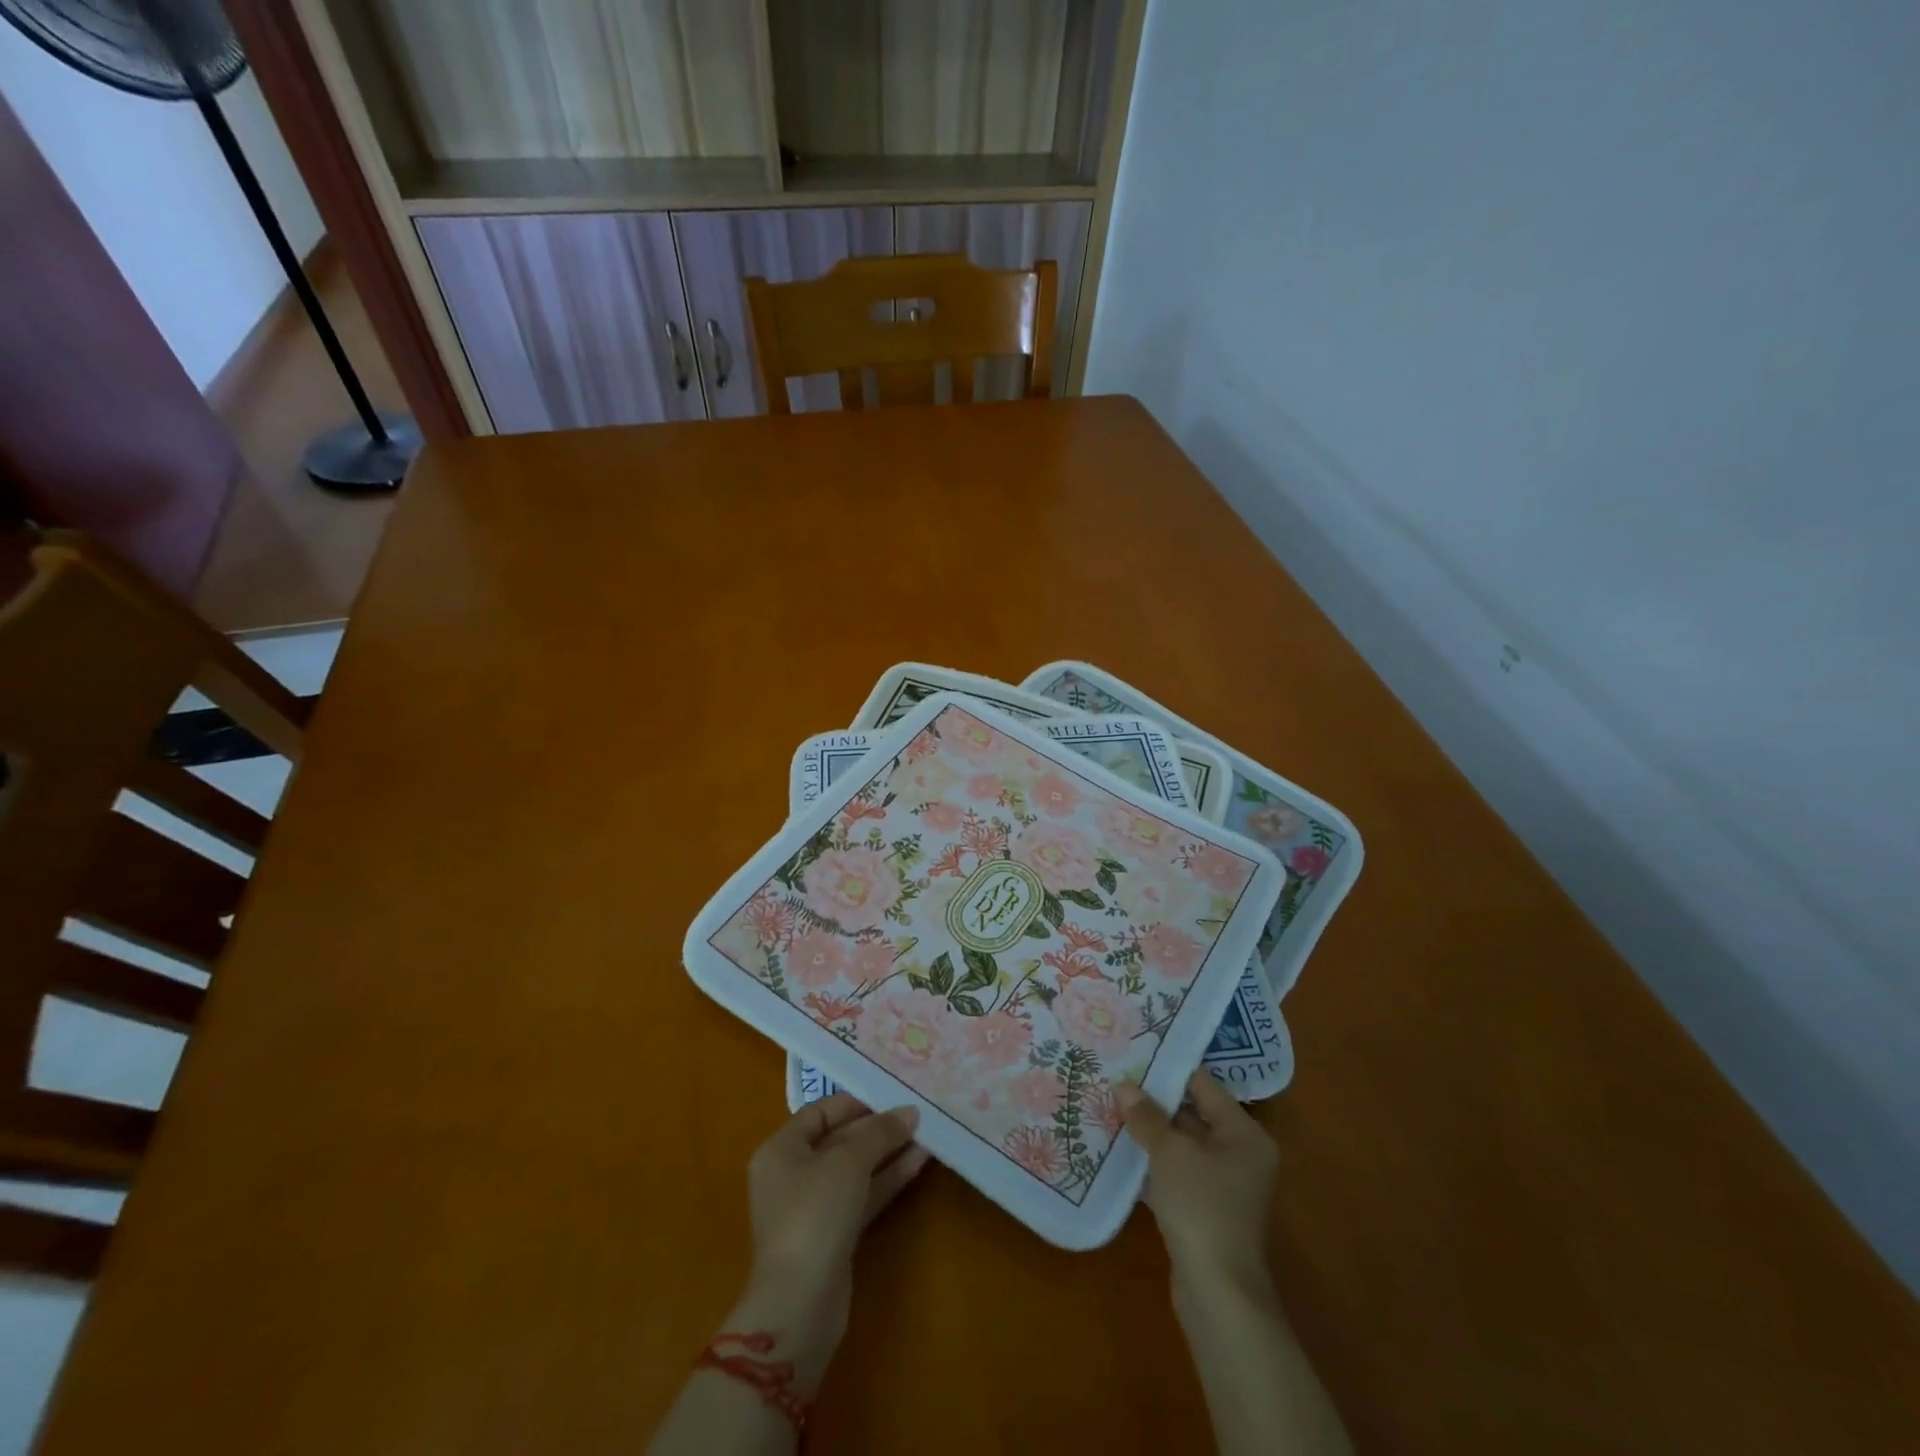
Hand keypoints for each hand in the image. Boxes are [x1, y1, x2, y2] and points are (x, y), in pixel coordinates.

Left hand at [731, 1094, 929, 1392]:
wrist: (800, 1305)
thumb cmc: (814, 1215)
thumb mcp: (848, 1162)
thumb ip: (879, 1133)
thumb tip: (909, 1112)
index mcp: (781, 1150)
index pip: (819, 1112)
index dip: (854, 1102)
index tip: (890, 1094)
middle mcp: (792, 1175)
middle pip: (839, 1140)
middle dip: (877, 1129)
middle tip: (915, 1114)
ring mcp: (813, 1208)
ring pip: (855, 1170)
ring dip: (887, 1153)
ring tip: (926, 1135)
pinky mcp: (833, 1235)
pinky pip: (862, 1196)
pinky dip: (886, 1180)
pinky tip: (918, 1164)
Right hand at [1118, 1071, 1277, 1293]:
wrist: (1218, 1293)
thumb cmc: (1202, 1207)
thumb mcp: (1170, 1153)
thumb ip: (1147, 1116)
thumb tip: (1123, 1085)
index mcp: (1244, 1133)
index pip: (1203, 1086)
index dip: (1168, 1070)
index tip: (1134, 1054)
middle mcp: (1240, 1155)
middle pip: (1193, 1115)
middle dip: (1154, 1102)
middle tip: (1116, 1081)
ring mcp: (1224, 1186)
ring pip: (1182, 1146)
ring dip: (1151, 1134)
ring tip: (1111, 1110)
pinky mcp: (1206, 1211)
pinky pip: (1178, 1174)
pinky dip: (1153, 1164)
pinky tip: (1120, 1153)